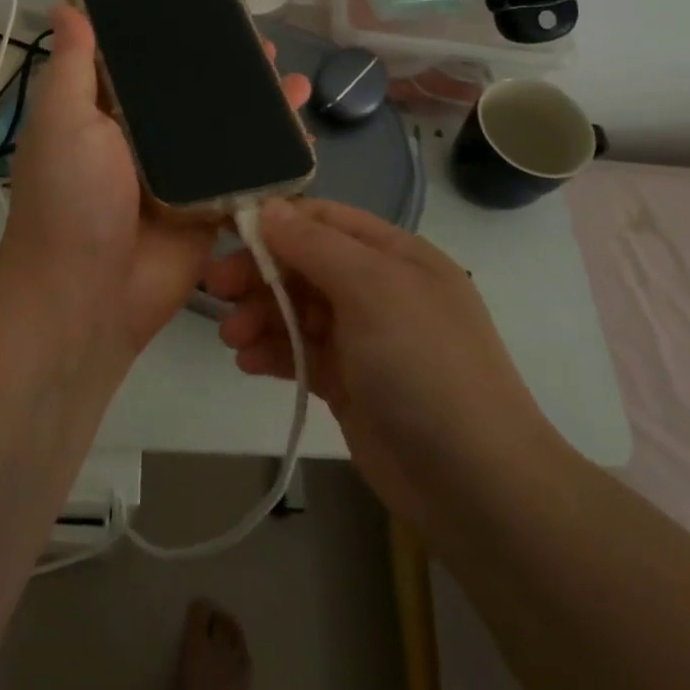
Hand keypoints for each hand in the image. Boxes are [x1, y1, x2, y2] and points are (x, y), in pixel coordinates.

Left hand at [0, 5, 310, 357]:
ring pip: (227, 132)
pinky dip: (276, 156)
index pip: (146, 63)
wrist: (86, 298)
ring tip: (291, 80)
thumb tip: (65, 4)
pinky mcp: (212, 211)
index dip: (174, 34)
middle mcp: (146, 141)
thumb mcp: (62, 121)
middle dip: (229, 70)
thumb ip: (74, 65)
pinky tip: (304, 132)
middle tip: (262, 45)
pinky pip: (249, 176)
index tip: (208, 5)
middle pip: (195, 96)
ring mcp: (183, 177)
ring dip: (260, 107)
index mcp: (107, 114)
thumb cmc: (69, 199)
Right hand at [204, 198, 560, 530]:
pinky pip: (302, 354)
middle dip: (261, 273)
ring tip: (232, 338)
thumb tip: (268, 206)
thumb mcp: (371, 288)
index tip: (229, 234)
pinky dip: (274, 353)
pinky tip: (248, 362)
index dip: (277, 222)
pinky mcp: (350, 383)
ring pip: (298, 310)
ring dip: (261, 316)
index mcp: (395, 255)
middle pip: (305, 264)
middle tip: (215, 290)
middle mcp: (379, 289)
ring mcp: (365, 339)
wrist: (474, 483)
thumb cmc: (423, 364)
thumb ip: (315, 244)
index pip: (325, 220)